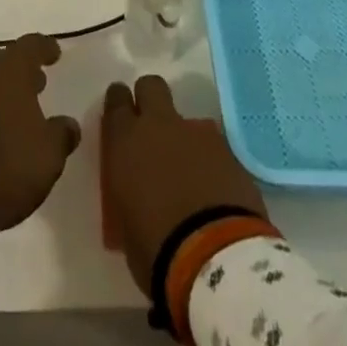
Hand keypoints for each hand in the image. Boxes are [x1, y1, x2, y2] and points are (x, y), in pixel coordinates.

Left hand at [0, 33, 81, 231]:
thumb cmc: (8, 168)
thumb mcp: (49, 155)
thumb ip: (62, 133)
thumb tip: (68, 124)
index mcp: (9, 71)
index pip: (30, 46)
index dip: (44, 48)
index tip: (54, 53)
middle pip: (3, 61)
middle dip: (20, 70)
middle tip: (36, 84)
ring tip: (12, 109)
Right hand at [101, 76, 266, 294]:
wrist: (216, 259)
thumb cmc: (156, 249)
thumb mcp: (125, 225)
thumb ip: (129, 193)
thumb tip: (136, 192)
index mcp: (126, 141)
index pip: (116, 101)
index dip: (120, 105)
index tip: (122, 118)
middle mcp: (160, 125)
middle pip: (151, 87)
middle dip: (150, 100)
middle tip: (152, 128)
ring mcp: (198, 134)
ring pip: (186, 119)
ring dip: (184, 139)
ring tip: (190, 174)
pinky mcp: (230, 151)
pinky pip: (213, 147)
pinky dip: (210, 162)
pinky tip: (214, 190)